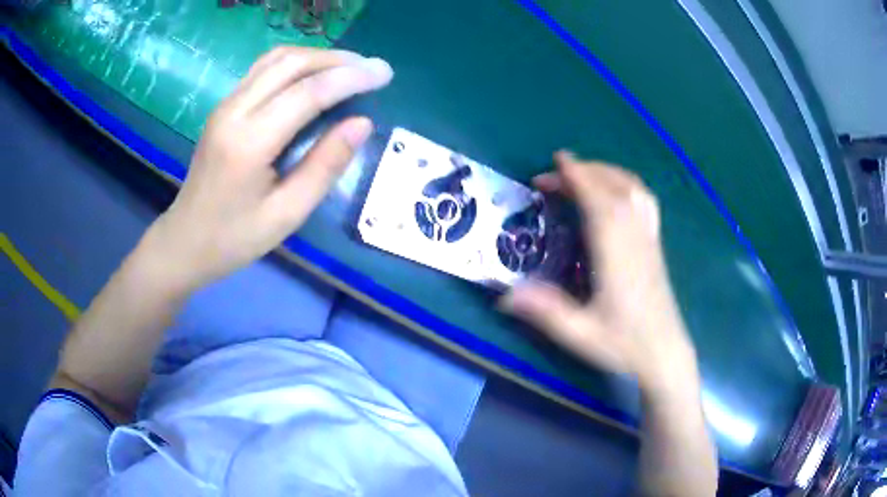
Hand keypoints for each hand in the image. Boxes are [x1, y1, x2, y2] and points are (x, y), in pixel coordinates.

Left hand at [139, 47, 393, 291]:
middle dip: (337, 60)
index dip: (350, 78)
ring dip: (317, 56)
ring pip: (276, 59)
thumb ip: (325, 166)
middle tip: (372, 68)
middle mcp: (234, 112)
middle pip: (291, 63)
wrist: (185, 240)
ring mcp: (225, 105)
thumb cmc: (235, 237)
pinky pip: (264, 69)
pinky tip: (315, 74)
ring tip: (350, 67)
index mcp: (249, 143)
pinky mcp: (224, 106)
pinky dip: (296, 63)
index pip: (307, 93)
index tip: (384, 74)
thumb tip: (361, 123)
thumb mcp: (287, 214)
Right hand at [501, 152, 697, 392]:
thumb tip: (504, 296)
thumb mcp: (580, 334)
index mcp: (616, 255)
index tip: (558, 160)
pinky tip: (616, 190)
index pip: (598, 202)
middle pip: (613, 188)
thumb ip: (545, 312)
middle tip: (553, 174)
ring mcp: (649, 239)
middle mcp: (635, 239)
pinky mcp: (656, 245)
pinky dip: (627, 184)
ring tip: (583, 173)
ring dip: (607, 172)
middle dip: (584, 172)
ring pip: (633, 190)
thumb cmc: (624, 345)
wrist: (664, 353)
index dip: (578, 177)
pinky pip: (645, 201)